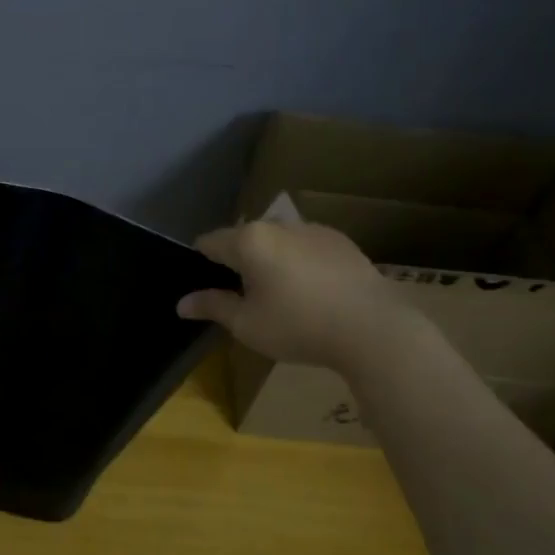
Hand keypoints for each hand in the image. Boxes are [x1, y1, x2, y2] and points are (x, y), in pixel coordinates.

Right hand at [177, 220, 417, 370]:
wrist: (373, 329)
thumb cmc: (299, 326)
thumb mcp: (247, 324)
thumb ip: (213, 307)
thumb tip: (181, 304)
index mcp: (249, 240)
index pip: (209, 242)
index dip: (200, 263)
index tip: (206, 287)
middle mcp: (279, 225)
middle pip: (244, 238)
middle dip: (237, 262)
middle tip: (243, 297)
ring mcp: (313, 229)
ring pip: (277, 240)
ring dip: (270, 260)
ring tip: (281, 295)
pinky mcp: (341, 241)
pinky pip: (306, 246)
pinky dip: (299, 261)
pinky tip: (312, 292)